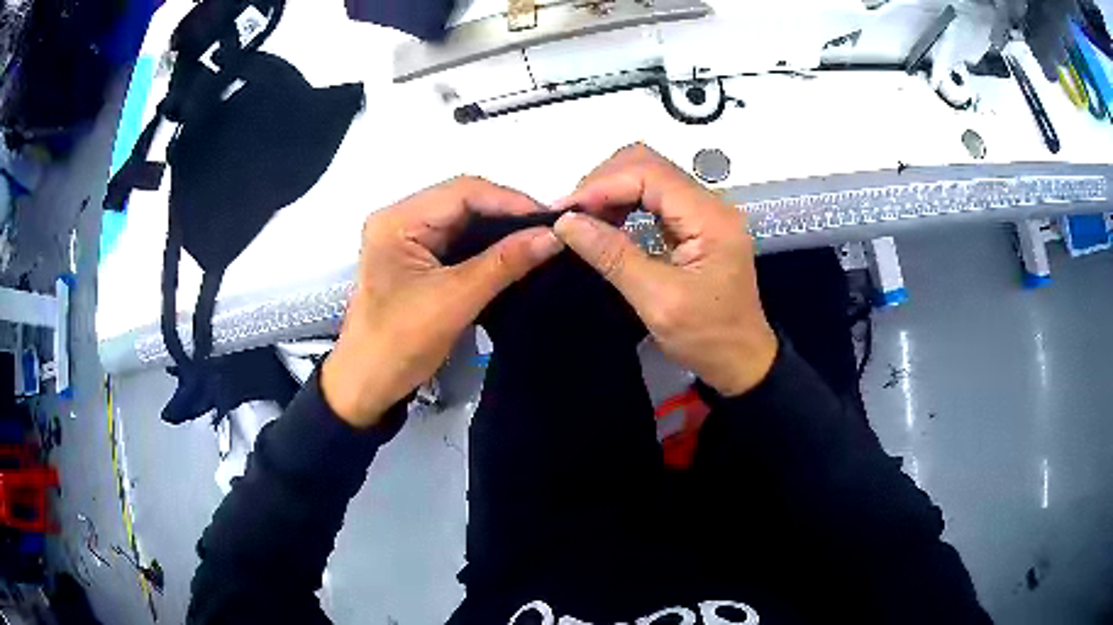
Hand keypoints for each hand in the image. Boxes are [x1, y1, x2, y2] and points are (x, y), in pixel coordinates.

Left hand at [322, 176, 563, 427]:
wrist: (368, 386)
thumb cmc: (400, 343)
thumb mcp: (454, 300)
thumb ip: (504, 263)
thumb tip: (555, 236)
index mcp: (398, 220)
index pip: (463, 191)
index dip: (510, 200)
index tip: (553, 220)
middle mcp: (401, 219)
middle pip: (464, 202)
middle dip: (508, 214)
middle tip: (551, 230)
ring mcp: (409, 239)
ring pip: (465, 221)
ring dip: (501, 230)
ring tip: (541, 240)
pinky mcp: (418, 259)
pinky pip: (460, 242)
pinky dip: (489, 247)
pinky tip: (516, 253)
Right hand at [553, 144, 776, 396]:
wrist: (742, 361)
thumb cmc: (708, 337)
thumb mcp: (658, 301)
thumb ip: (613, 256)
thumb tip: (567, 223)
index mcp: (710, 218)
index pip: (650, 174)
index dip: (603, 185)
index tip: (565, 211)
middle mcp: (710, 204)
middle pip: (649, 165)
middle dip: (605, 182)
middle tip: (571, 215)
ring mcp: (704, 213)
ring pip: (650, 177)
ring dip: (612, 191)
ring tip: (583, 219)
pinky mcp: (696, 225)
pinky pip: (654, 198)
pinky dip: (625, 204)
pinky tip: (606, 223)